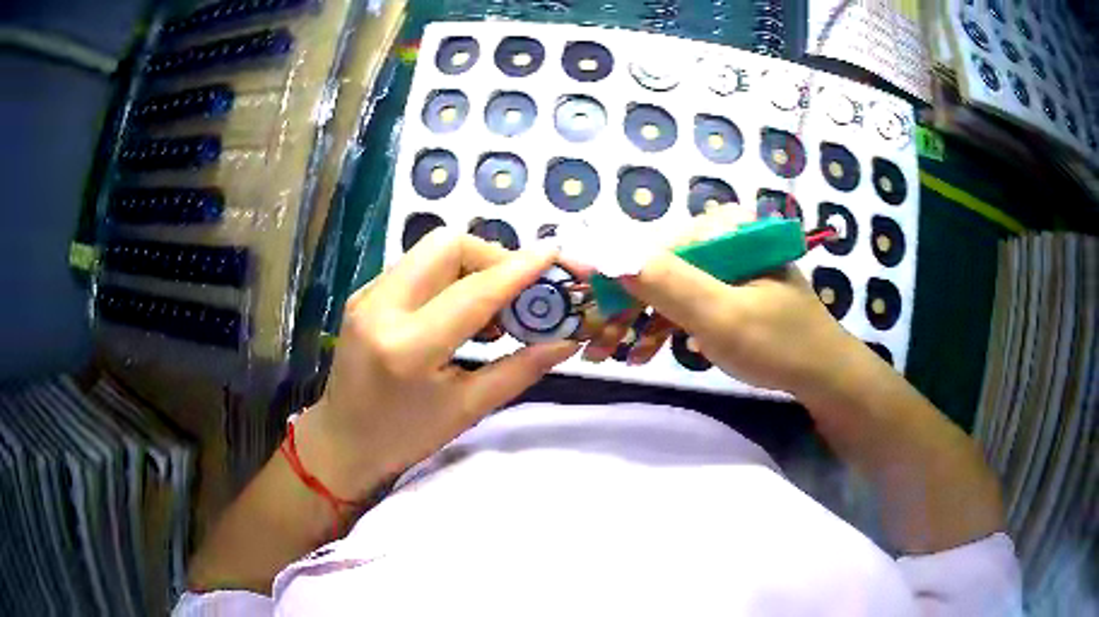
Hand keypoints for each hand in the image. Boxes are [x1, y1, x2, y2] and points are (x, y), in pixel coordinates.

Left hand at [296, 230, 578, 499]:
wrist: (343, 441)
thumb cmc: (405, 437)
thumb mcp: (467, 409)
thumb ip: (519, 369)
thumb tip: (565, 341)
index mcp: (409, 348)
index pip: (473, 292)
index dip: (519, 269)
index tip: (554, 252)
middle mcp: (382, 308)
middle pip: (447, 245)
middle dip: (492, 257)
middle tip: (518, 291)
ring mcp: (366, 296)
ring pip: (430, 250)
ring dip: (471, 265)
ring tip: (493, 307)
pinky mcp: (363, 294)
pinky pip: (415, 265)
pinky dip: (447, 275)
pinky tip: (459, 310)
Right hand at [609, 207, 869, 395]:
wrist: (825, 377)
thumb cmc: (779, 344)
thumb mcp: (721, 315)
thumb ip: (666, 282)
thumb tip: (603, 252)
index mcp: (725, 231)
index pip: (653, 247)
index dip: (615, 280)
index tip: (586, 314)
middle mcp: (723, 239)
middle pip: (658, 268)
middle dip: (625, 309)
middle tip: (597, 346)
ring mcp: (727, 267)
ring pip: (669, 288)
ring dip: (641, 322)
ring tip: (616, 355)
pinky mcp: (731, 291)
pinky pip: (687, 303)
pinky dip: (667, 327)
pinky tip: (652, 351)